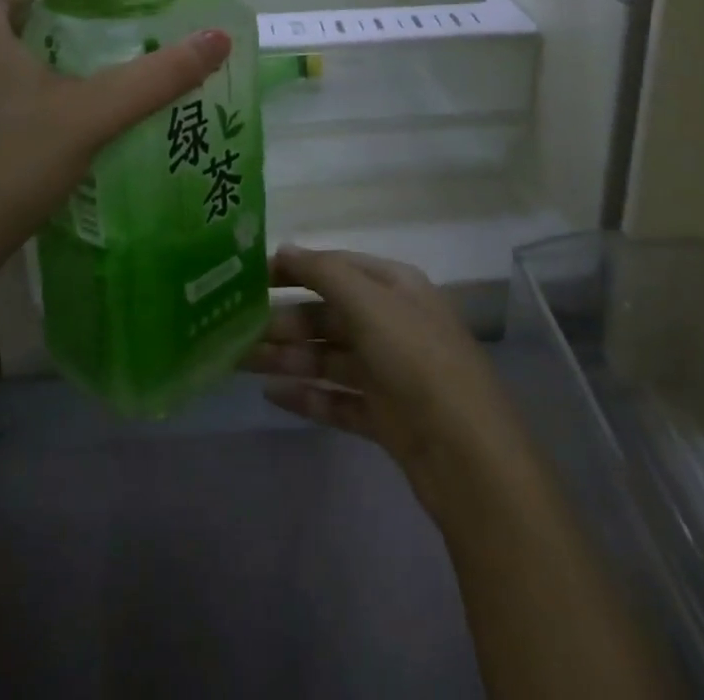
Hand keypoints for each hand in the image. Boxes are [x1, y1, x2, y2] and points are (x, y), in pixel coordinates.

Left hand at [0, 0, 230, 306]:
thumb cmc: (6, 167)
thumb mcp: (90, 115)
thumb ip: (157, 76)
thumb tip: (221, 38)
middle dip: (73, 1)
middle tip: (127, 11)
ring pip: (3, 36)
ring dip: (52, 36)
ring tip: (106, 49)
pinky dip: (31, 65)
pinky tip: (64, 95)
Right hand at [244, 247, 527, 513]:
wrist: (468, 455)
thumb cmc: (416, 359)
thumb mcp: (370, 302)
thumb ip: (324, 273)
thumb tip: (284, 249)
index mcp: (395, 287)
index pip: (337, 267)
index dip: (296, 269)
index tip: (252, 277)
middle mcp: (392, 323)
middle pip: (328, 315)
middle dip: (285, 321)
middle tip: (235, 330)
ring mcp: (388, 372)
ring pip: (328, 358)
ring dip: (286, 358)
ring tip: (239, 363)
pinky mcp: (384, 417)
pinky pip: (336, 399)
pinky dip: (306, 396)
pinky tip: (271, 396)